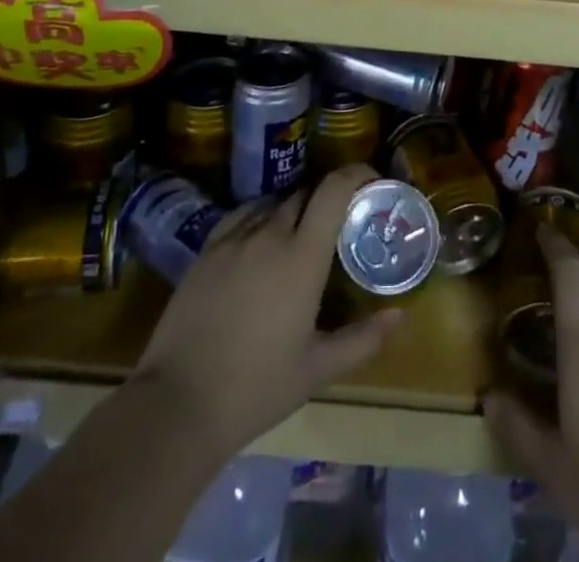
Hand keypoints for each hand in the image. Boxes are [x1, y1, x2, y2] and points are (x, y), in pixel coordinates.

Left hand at [131, 165, 401, 463]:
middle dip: (325, 198)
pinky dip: (259, 217)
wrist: (178, 404)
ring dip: (292, 208)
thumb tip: (400, 316)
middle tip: (338, 220)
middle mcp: (270, 234)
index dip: (355, 174)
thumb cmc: (257, 387)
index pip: (333, 191)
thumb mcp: (317, 369)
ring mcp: (233, 239)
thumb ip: (362, 339)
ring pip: (272, 203)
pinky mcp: (206, 251)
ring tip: (299, 233)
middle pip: (303, 194)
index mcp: (302, 256)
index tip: (371, 179)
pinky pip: (241, 216)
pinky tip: (259, 239)